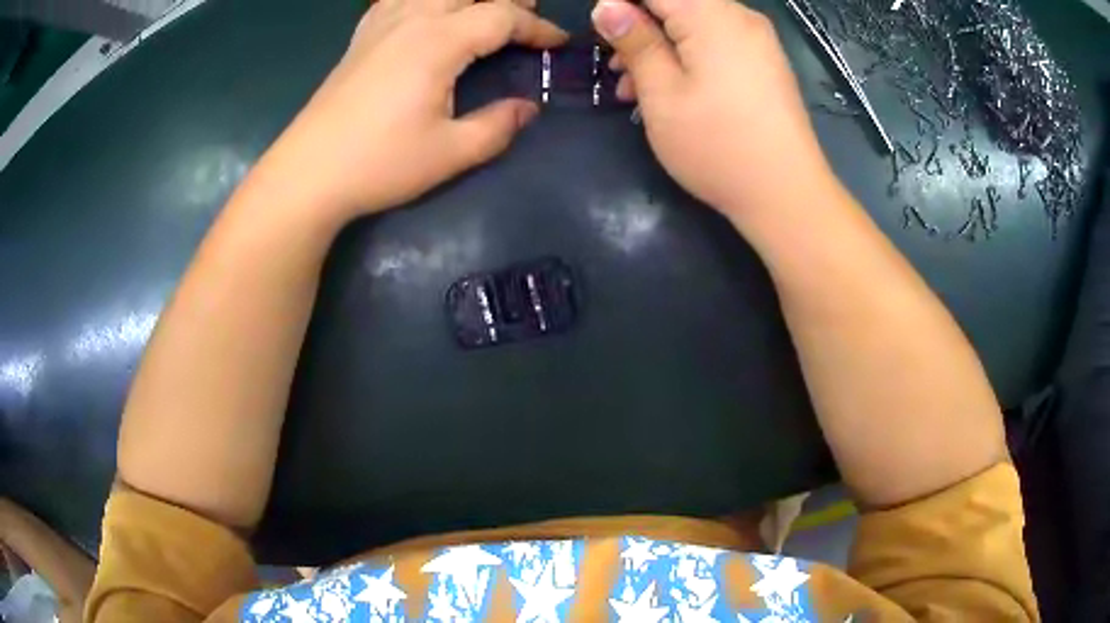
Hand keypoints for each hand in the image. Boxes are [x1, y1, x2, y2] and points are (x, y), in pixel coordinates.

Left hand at [258, 0, 567, 216]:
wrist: (308, 173)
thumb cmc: (380, 163)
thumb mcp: (451, 153)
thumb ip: (498, 126)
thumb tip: (528, 108)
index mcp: (439, 41)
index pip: (502, 17)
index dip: (536, 29)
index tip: (557, 44)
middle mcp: (412, 18)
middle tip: (527, 15)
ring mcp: (381, 24)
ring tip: (482, 9)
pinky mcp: (360, 37)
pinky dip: (421, 1)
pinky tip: (425, 12)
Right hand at [591, 0, 834, 217]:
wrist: (786, 194)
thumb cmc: (718, 145)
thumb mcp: (662, 93)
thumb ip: (635, 41)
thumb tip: (607, 5)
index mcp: (711, 15)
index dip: (620, 4)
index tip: (603, 34)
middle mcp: (739, 16)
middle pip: (675, 3)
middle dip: (639, 27)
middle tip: (616, 67)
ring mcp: (757, 40)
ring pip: (694, 23)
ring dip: (659, 45)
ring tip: (635, 89)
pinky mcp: (765, 63)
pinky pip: (716, 42)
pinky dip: (687, 56)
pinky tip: (671, 90)